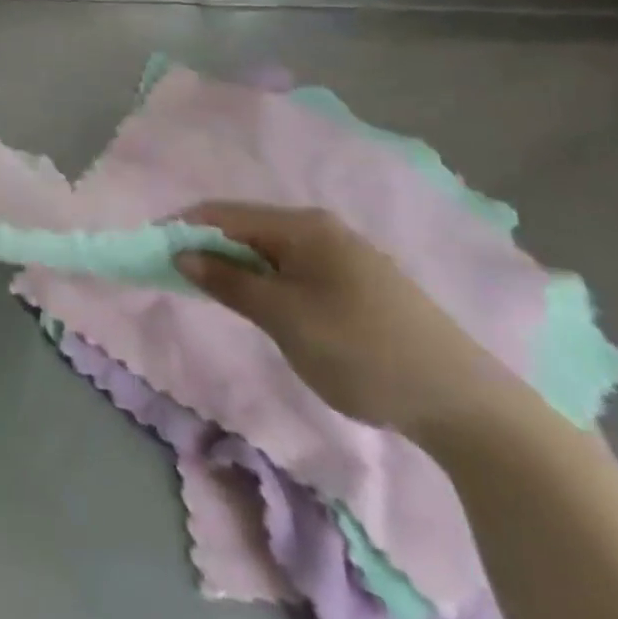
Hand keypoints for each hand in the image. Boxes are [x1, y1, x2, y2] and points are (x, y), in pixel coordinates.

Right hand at [175, 202, 514, 438]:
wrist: (467, 405)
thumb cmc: (362, 351)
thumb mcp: (285, 318)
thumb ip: (229, 282)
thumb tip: (182, 253)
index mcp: (302, 226)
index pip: (224, 213)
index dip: (183, 228)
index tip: (151, 250)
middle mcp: (321, 229)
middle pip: (247, 228)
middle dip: (209, 247)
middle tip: (179, 277)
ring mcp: (344, 256)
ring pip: (271, 251)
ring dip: (238, 267)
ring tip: (216, 295)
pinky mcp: (360, 285)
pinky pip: (295, 269)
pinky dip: (267, 281)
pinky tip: (266, 307)